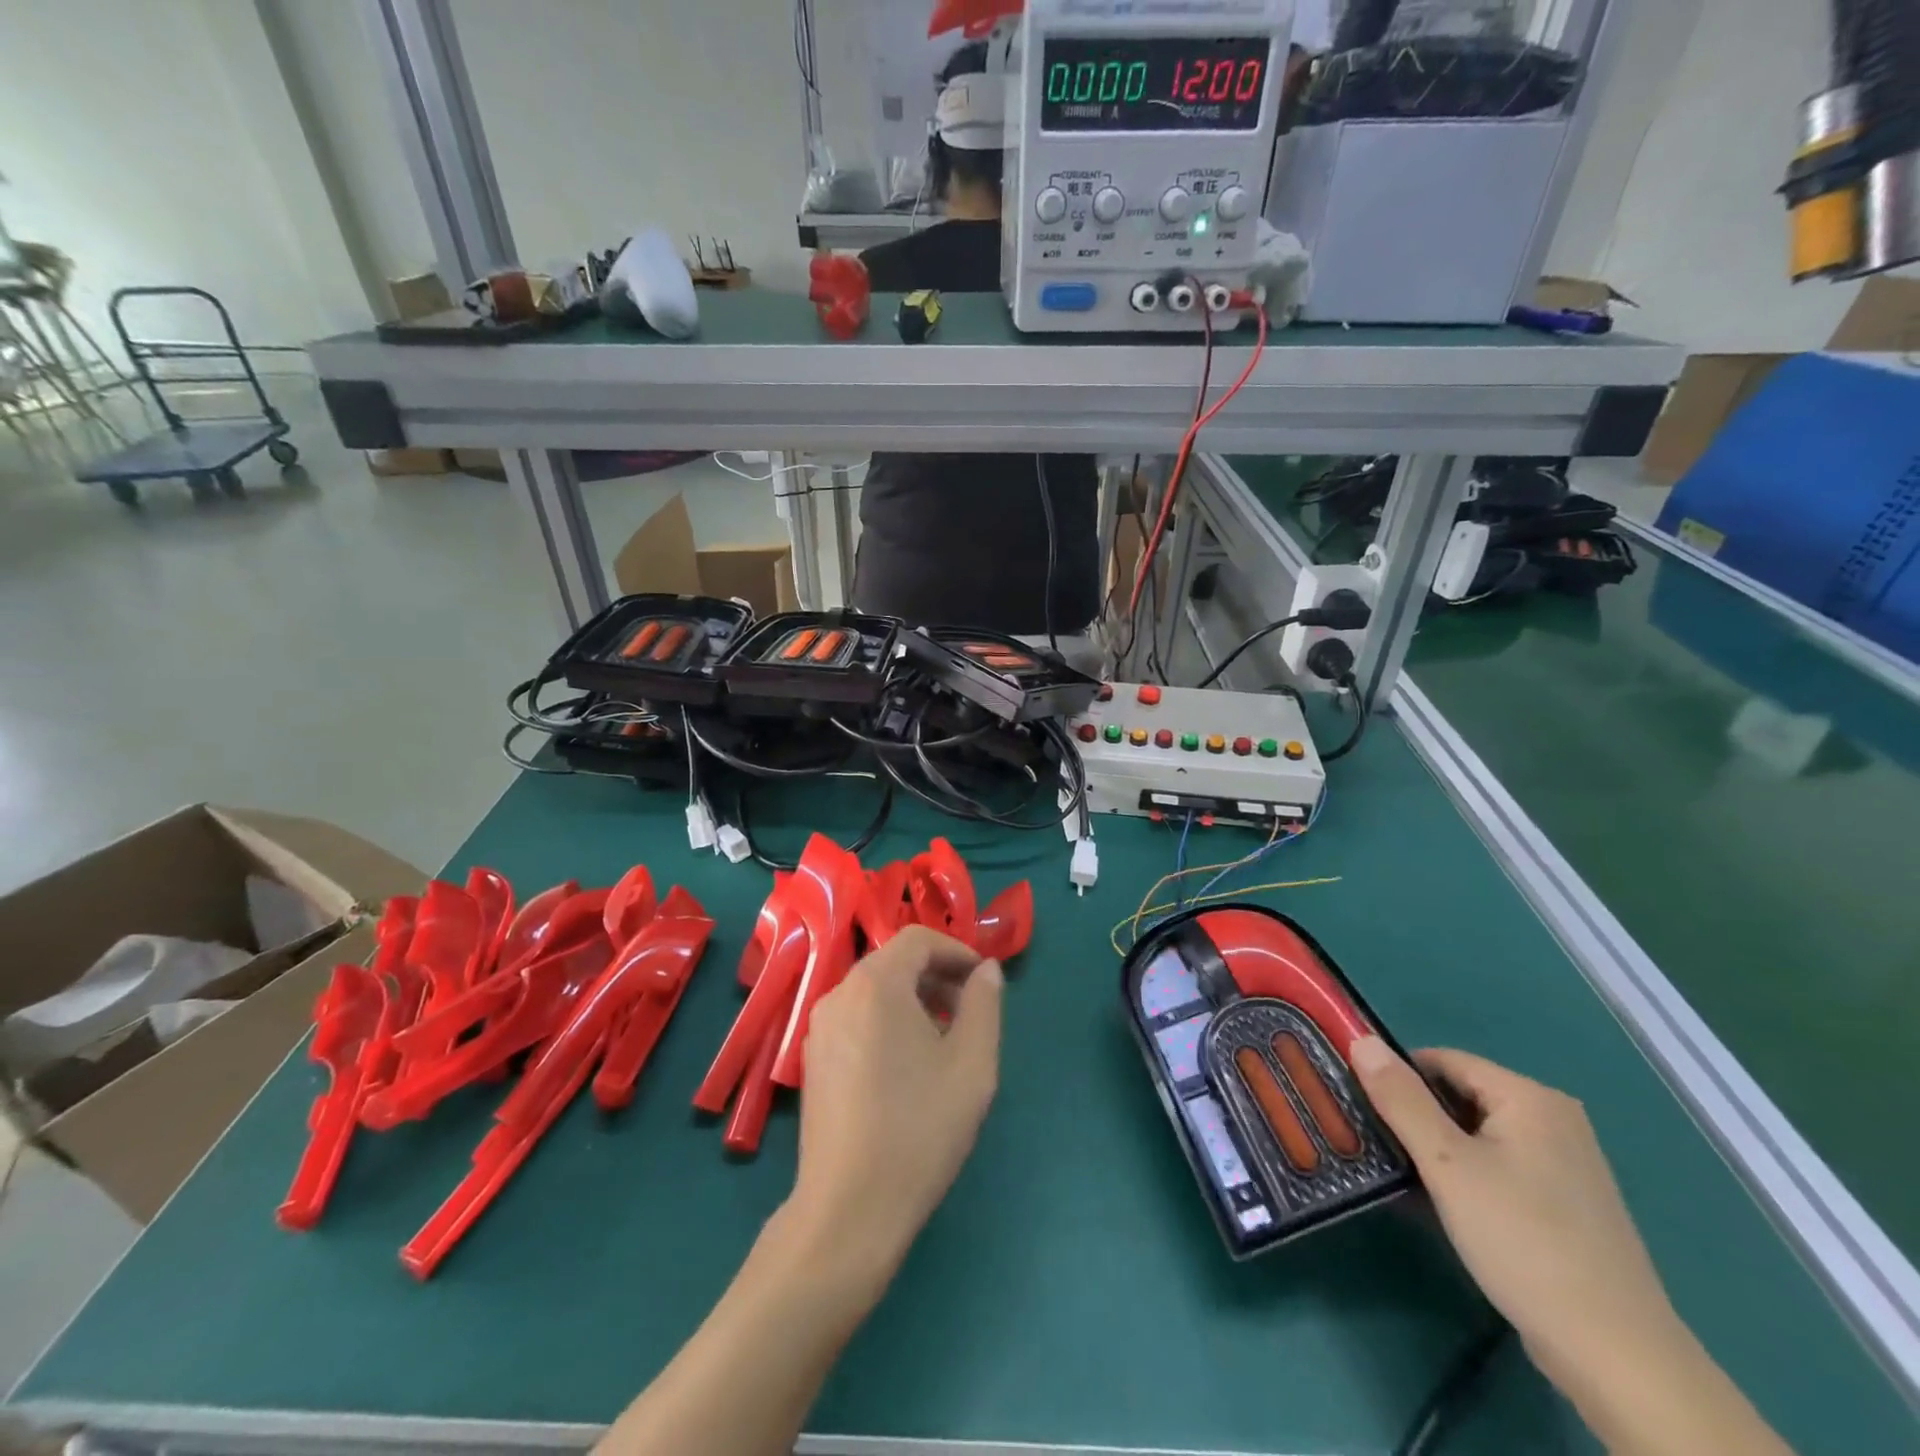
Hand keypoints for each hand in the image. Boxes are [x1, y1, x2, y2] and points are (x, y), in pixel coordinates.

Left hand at [788, 927, 1002, 1293]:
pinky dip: (887, 1021)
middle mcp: (839, 993)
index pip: (918, 939)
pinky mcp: (812, 1059)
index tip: (983, 982)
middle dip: (937, 976)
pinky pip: (856, 1018)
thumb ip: (985, 1004)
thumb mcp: (972, 1064)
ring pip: (874, 991)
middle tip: (969, 1013)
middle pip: (894, 962)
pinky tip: (907, 1066)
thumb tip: (986, 970)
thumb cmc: (920, 1128)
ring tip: (943, 1042)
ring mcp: (819, 1027)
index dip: (956, 951)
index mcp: (876, 984)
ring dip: (913, 1000)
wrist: (849, 1208)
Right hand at [1348, 1038, 1676, 1382]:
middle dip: (1416, 1115)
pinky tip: (1446, 1205)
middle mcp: (1554, 1117)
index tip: (1361, 1105)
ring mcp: (1566, 1162)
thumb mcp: (1447, 1165)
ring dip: (1438, 1148)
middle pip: (1461, 1094)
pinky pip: (1501, 1164)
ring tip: (1403, 1175)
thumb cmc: (1523, 1242)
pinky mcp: (1567, 1201)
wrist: (1618, 1358)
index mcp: (1529, 1097)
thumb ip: (1401, 1098)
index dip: (1397, 1077)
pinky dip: (1467, 1174)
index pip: (1442, 1060)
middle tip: (1377, 1143)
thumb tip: (1361, 1040)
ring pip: (1478, 1133)